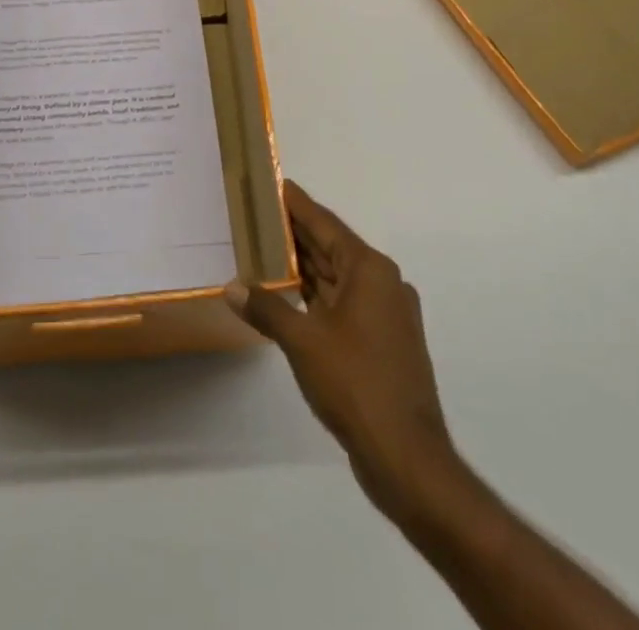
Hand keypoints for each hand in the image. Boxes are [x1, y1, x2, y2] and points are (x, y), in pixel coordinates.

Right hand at [226, 180, 450, 510]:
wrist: (407, 456)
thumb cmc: (355, 383)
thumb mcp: (303, 341)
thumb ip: (266, 308)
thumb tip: (232, 287)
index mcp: (369, 270)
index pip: (324, 223)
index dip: (296, 204)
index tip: (273, 183)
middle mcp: (382, 283)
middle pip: (331, 247)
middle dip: (295, 234)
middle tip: (257, 215)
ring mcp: (386, 315)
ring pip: (337, 278)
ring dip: (304, 267)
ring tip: (264, 250)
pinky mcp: (383, 343)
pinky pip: (343, 304)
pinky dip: (316, 296)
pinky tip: (288, 297)